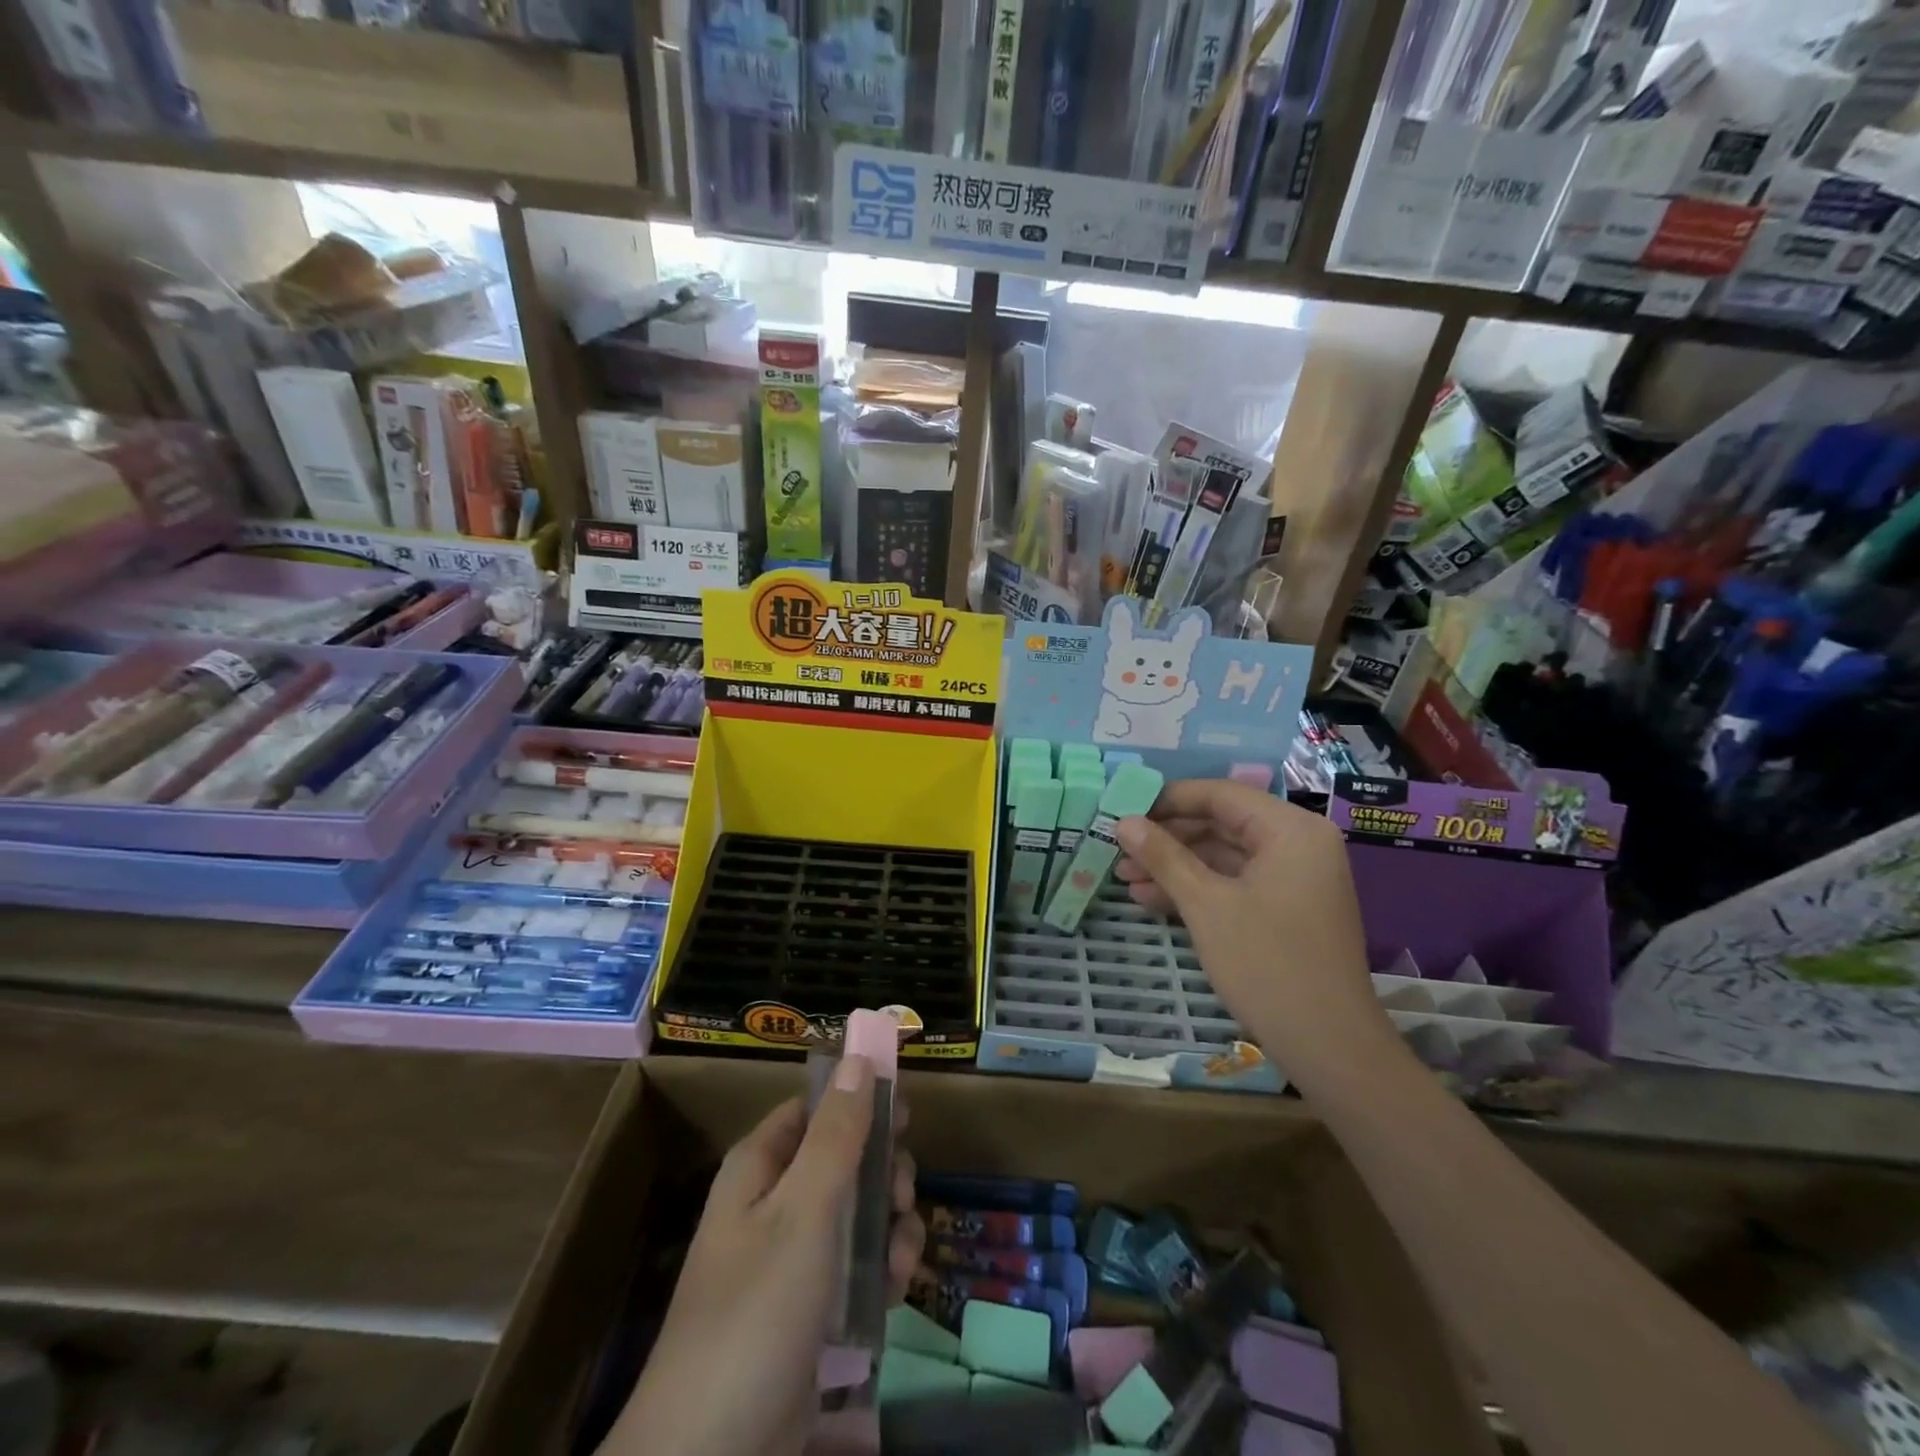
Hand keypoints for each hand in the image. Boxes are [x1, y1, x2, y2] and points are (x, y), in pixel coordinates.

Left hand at [605, 1056, 923, 1455]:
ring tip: (903, 1254)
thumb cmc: (756, 1313)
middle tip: (904, 1192)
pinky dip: (882, 1272)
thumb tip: (860, 1057)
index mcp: (759, 1169)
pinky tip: (898, 1289)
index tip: (905, 1114)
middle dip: (883, 1171)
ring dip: (890, 1226)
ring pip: (857, 1216)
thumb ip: (836, 1134)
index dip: (859, 1103)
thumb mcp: (803, 1212)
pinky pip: (856, 1270)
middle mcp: (773, 1206)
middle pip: (843, 1160)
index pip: (814, 1109)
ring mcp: (792, 1263)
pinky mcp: (810, 1315)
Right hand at [1114, 779, 1389, 1062]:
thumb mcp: (1205, 904)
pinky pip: (1236, 884)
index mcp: (1291, 830)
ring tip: (1125, 878)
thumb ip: (1164, 856)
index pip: (1220, 795)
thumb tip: (1123, 820)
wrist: (1329, 1047)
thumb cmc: (1267, 964)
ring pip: (1224, 857)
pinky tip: (1152, 900)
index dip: (1167, 800)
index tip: (1124, 810)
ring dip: (1176, 867)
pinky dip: (1198, 890)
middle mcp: (1299, 844)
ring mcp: (1296, 879)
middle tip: (1119, 850)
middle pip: (1221, 824)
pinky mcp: (1288, 909)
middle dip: (1167, 839)